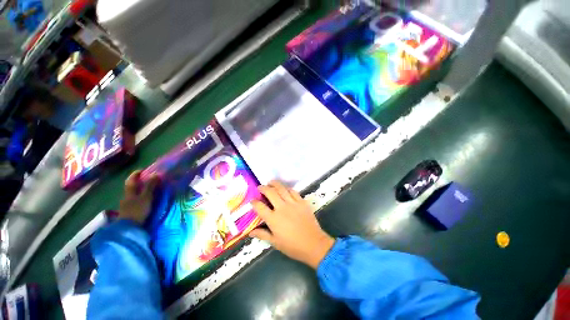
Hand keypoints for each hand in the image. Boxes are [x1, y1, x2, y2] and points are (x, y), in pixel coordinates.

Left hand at [118, 171, 159, 224]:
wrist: (129, 228)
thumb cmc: (138, 210)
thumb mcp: (146, 197)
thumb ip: (150, 186)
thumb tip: (156, 174)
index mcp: (129, 192)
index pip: (131, 180)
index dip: (135, 174)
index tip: (142, 170)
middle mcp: (126, 197)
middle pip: (131, 187)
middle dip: (138, 183)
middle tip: (147, 180)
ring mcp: (126, 205)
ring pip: (133, 195)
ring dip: (139, 191)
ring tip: (148, 191)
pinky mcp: (129, 212)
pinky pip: (134, 201)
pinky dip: (139, 198)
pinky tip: (144, 201)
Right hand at [249, 181, 334, 268]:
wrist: (313, 244)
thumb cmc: (293, 246)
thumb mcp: (275, 242)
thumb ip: (262, 235)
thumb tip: (250, 232)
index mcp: (273, 219)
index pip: (260, 207)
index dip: (254, 202)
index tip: (252, 200)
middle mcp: (282, 208)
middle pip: (270, 193)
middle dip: (263, 188)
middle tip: (260, 187)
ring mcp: (293, 203)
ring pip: (282, 188)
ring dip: (274, 184)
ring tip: (271, 183)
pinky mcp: (302, 202)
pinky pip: (293, 191)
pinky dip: (287, 188)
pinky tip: (285, 189)